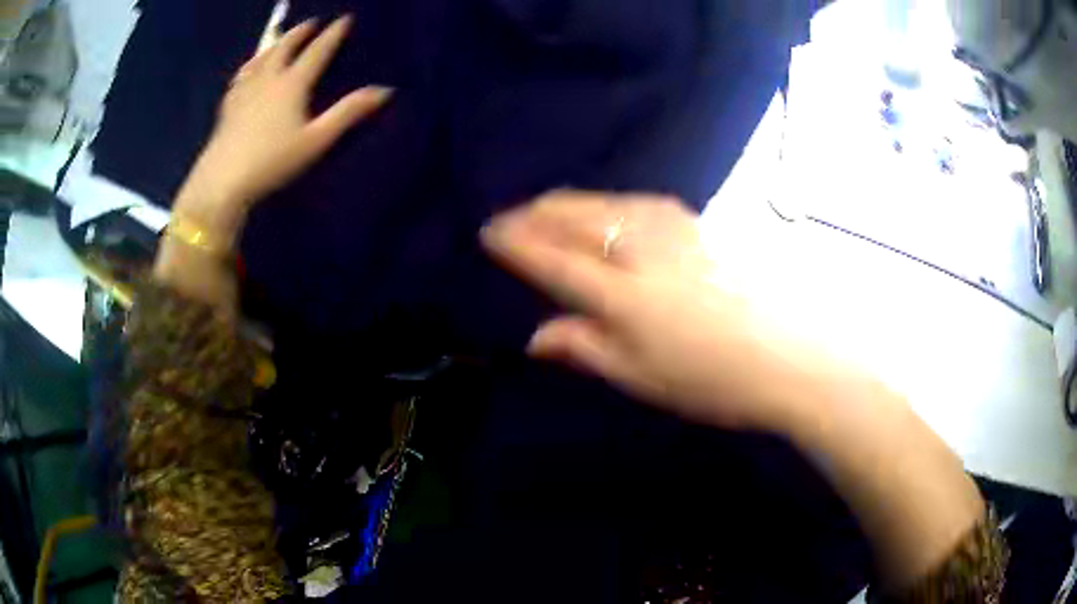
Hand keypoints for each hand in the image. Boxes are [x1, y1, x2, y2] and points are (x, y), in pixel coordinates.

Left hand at [174, 15, 391, 242]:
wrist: (223, 180)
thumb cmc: (273, 160)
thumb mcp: (317, 139)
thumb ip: (348, 113)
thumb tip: (385, 90)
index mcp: (293, 83)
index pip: (318, 51)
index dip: (333, 34)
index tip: (345, 18)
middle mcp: (268, 78)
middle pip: (285, 46)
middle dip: (300, 32)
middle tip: (311, 22)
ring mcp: (245, 90)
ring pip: (261, 57)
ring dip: (275, 43)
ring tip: (280, 38)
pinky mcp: (228, 105)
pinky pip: (241, 75)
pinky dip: (250, 65)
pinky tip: (248, 68)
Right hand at [481, 190, 833, 433]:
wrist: (787, 354)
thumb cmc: (712, 379)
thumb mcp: (641, 376)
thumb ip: (585, 348)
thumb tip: (536, 336)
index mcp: (622, 295)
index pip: (553, 260)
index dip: (516, 245)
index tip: (489, 233)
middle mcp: (642, 250)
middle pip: (576, 218)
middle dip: (535, 213)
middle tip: (509, 217)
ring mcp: (675, 230)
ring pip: (606, 202)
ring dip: (568, 203)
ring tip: (545, 207)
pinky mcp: (699, 224)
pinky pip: (637, 202)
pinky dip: (607, 201)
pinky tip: (605, 207)